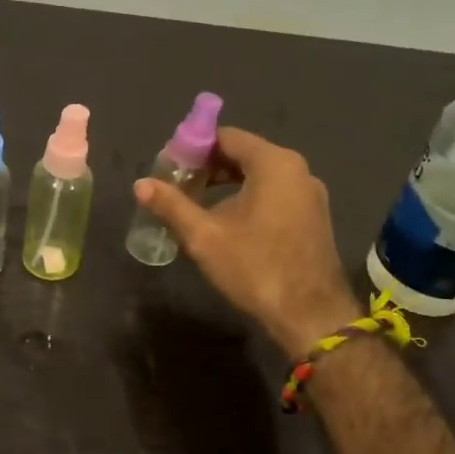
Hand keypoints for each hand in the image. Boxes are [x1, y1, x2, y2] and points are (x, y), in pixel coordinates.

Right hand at [135, 127, 360, 355]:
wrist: (310, 316)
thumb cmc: (255, 268)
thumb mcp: (204, 237)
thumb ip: (171, 205)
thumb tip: (140, 184)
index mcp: (274, 164)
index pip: (226, 137)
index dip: (193, 148)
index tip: (169, 167)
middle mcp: (298, 170)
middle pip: (244, 154)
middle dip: (208, 167)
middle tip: (178, 187)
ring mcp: (310, 195)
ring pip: (260, 176)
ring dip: (227, 185)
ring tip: (197, 205)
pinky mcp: (314, 217)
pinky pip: (275, 194)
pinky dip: (249, 198)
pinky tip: (228, 223)